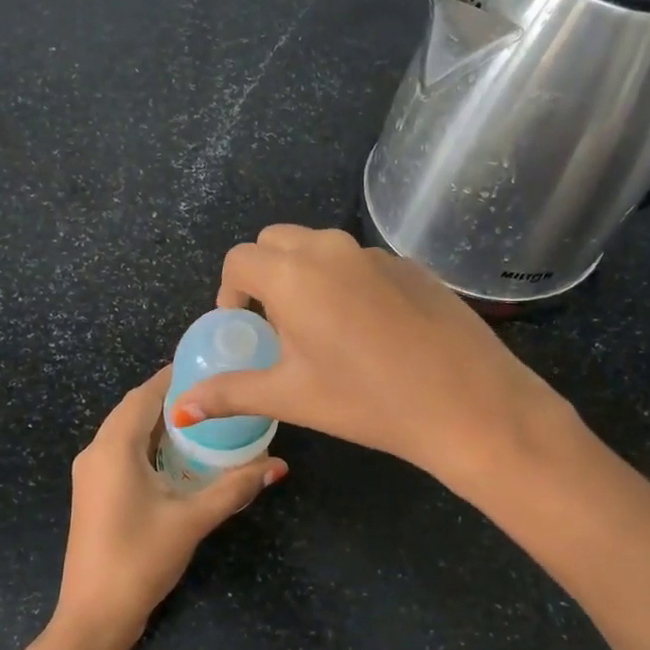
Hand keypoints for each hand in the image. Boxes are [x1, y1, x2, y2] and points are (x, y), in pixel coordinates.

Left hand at [54, 367, 285, 649]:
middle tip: (213, 392)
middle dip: (170, 398)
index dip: (173, 377)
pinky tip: (178, 456)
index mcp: (113, 448)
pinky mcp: (93, 493)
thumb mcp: (191, 520)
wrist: (93, 615)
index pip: (144, 395)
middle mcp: (95, 452)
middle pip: (134, 410)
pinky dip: (149, 445)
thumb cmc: (139, 560)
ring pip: (126, 432)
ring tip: (203, 419)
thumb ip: (233, 488)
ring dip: (159, 423)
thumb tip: (277, 464)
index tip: (207, 365)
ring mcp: (90, 474)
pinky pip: (122, 453)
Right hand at [170, 226, 575, 489]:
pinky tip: (370, 332)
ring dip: (305, 276)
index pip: (239, 260)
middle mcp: (331, 249)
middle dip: (264, 275)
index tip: (242, 327)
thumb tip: (181, 407)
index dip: (229, 292)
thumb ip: (230, 393)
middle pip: (277, 241)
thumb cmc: (366, 401)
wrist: (468, 403)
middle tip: (278, 326)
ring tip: (322, 330)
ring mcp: (377, 254)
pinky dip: (346, 282)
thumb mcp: (291, 397)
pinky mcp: (412, 266)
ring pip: (321, 248)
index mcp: (293, 275)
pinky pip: (360, 262)